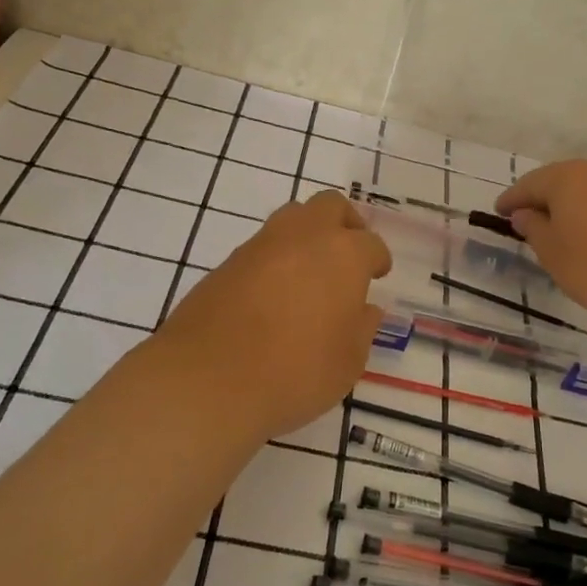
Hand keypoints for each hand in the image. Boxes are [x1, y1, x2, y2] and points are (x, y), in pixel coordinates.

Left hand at [153, 190, 391, 440]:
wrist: (208, 379)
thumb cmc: (295, 372)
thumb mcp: (347, 362)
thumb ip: (362, 329)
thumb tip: (365, 309)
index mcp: (343, 254)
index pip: (371, 244)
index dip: (378, 259)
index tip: (378, 274)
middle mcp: (304, 237)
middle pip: (330, 206)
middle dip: (345, 223)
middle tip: (349, 252)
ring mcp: (262, 245)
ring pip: (292, 217)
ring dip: (308, 234)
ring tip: (311, 271)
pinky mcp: (228, 262)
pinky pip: (262, 246)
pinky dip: (276, 258)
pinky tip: (275, 292)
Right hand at [496, 160, 586, 319]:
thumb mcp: (553, 254)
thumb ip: (534, 229)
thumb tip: (524, 213)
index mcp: (566, 178)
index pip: (528, 185)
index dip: (511, 200)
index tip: (498, 212)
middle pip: (560, 181)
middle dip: (543, 199)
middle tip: (529, 220)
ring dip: (574, 206)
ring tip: (566, 229)